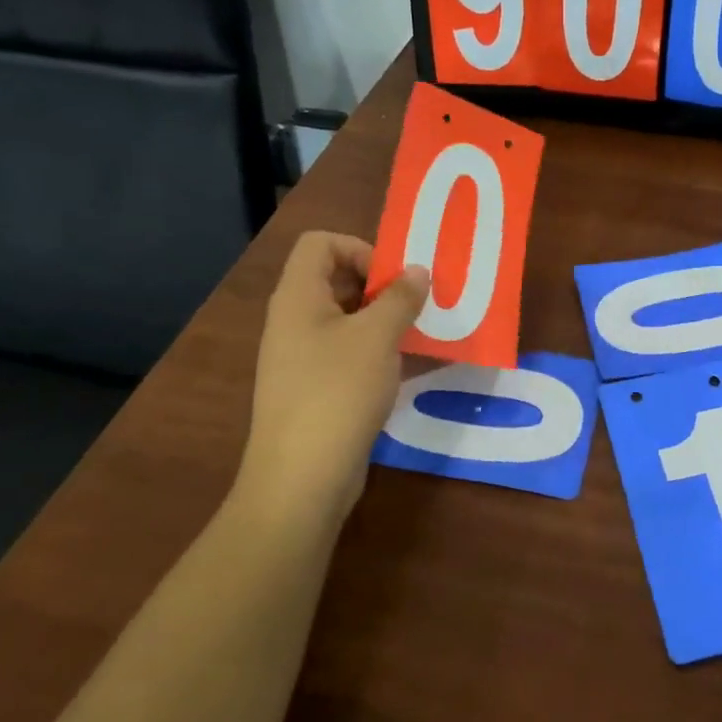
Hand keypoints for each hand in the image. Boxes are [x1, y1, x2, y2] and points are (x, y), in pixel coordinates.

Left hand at [239, 231, 428, 523]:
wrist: (303, 478)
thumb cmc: (337, 393)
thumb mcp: (376, 337)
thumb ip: (400, 298)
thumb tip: (417, 270)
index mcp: (298, 297)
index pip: (321, 243)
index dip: (360, 248)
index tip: (395, 278)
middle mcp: (296, 321)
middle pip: (337, 280)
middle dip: (383, 286)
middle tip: (421, 303)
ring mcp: (305, 358)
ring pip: (349, 320)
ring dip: (388, 321)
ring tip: (426, 332)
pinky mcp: (320, 389)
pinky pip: (352, 355)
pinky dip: (382, 352)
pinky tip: (415, 366)